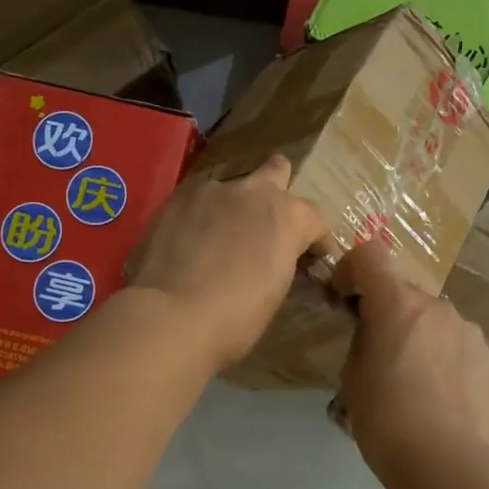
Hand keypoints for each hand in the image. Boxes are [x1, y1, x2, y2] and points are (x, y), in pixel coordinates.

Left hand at [130, 154, 331, 372]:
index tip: (312, 259)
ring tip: (222, 237)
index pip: (314, 218)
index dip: (316, 239)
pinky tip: (193, 241)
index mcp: (288, 216)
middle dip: (278, 191)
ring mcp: (213, 191)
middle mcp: (254, 192)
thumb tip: (276, 258)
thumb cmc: (236, 316)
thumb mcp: (276, 290)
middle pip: (277, 171)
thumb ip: (282, 260)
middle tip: (269, 223)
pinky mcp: (178, 198)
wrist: (172, 315)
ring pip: (233, 188)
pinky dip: (203, 217)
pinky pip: (200, 201)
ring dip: (235, 208)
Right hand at [335, 241, 488, 477]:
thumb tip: (374, 330)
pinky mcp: (487, 354)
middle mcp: (435, 305)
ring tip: (412, 377)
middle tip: (377, 350)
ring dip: (417, 332)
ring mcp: (466, 328)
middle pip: (402, 290)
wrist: (444, 460)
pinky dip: (442, 353)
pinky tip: (439, 391)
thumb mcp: (353, 374)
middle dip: (386, 310)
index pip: (370, 254)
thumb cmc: (384, 418)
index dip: (351, 267)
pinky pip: (455, 340)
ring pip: (431, 317)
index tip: (344, 296)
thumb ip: (363, 338)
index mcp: (396, 303)